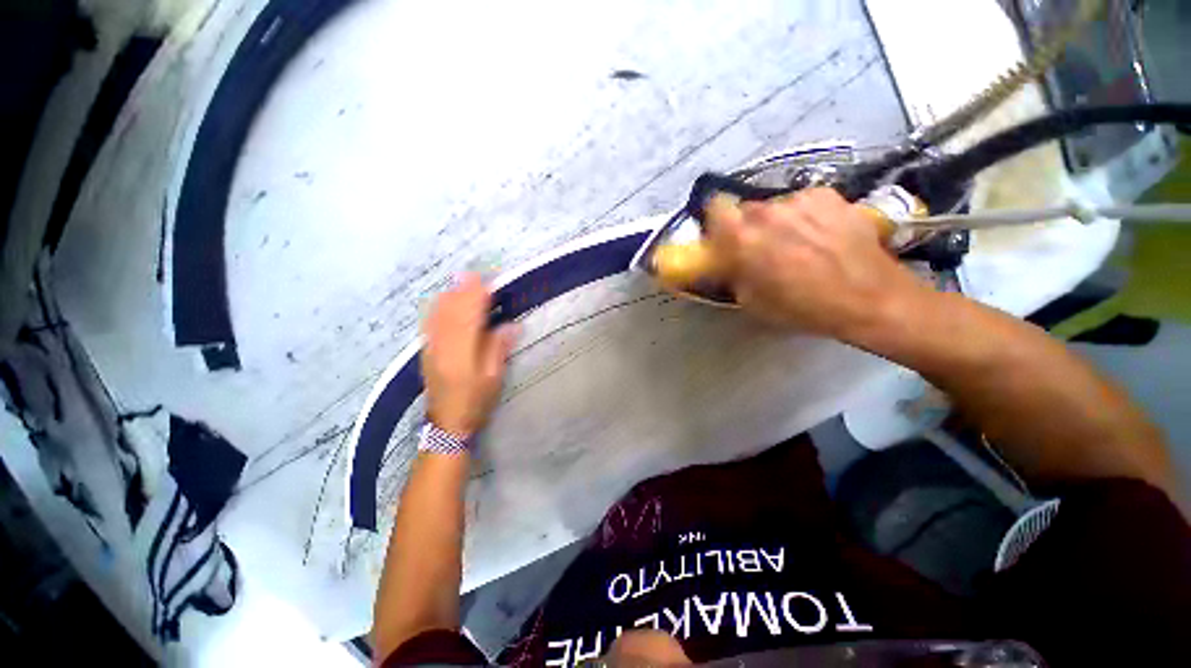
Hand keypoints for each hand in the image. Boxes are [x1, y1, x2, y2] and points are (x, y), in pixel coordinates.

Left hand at [421, 274, 516, 436]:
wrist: (447, 423)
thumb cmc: (475, 401)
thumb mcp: (493, 377)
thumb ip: (498, 348)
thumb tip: (510, 324)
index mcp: (460, 352)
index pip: (467, 316)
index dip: (475, 296)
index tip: (484, 279)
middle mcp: (441, 345)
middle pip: (450, 310)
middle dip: (462, 290)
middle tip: (476, 275)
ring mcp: (430, 346)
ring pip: (437, 313)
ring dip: (450, 295)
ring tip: (463, 283)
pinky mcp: (426, 349)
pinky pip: (430, 321)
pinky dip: (440, 306)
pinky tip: (446, 301)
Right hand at [704, 187, 927, 338]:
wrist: (870, 298)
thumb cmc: (804, 308)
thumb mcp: (752, 301)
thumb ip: (731, 275)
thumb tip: (724, 262)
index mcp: (743, 238)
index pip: (714, 208)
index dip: (716, 223)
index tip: (723, 238)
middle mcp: (767, 212)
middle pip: (745, 210)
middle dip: (748, 227)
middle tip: (762, 248)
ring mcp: (800, 200)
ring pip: (775, 207)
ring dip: (777, 222)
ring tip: (798, 244)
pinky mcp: (828, 195)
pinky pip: (802, 202)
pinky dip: (804, 216)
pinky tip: (821, 235)